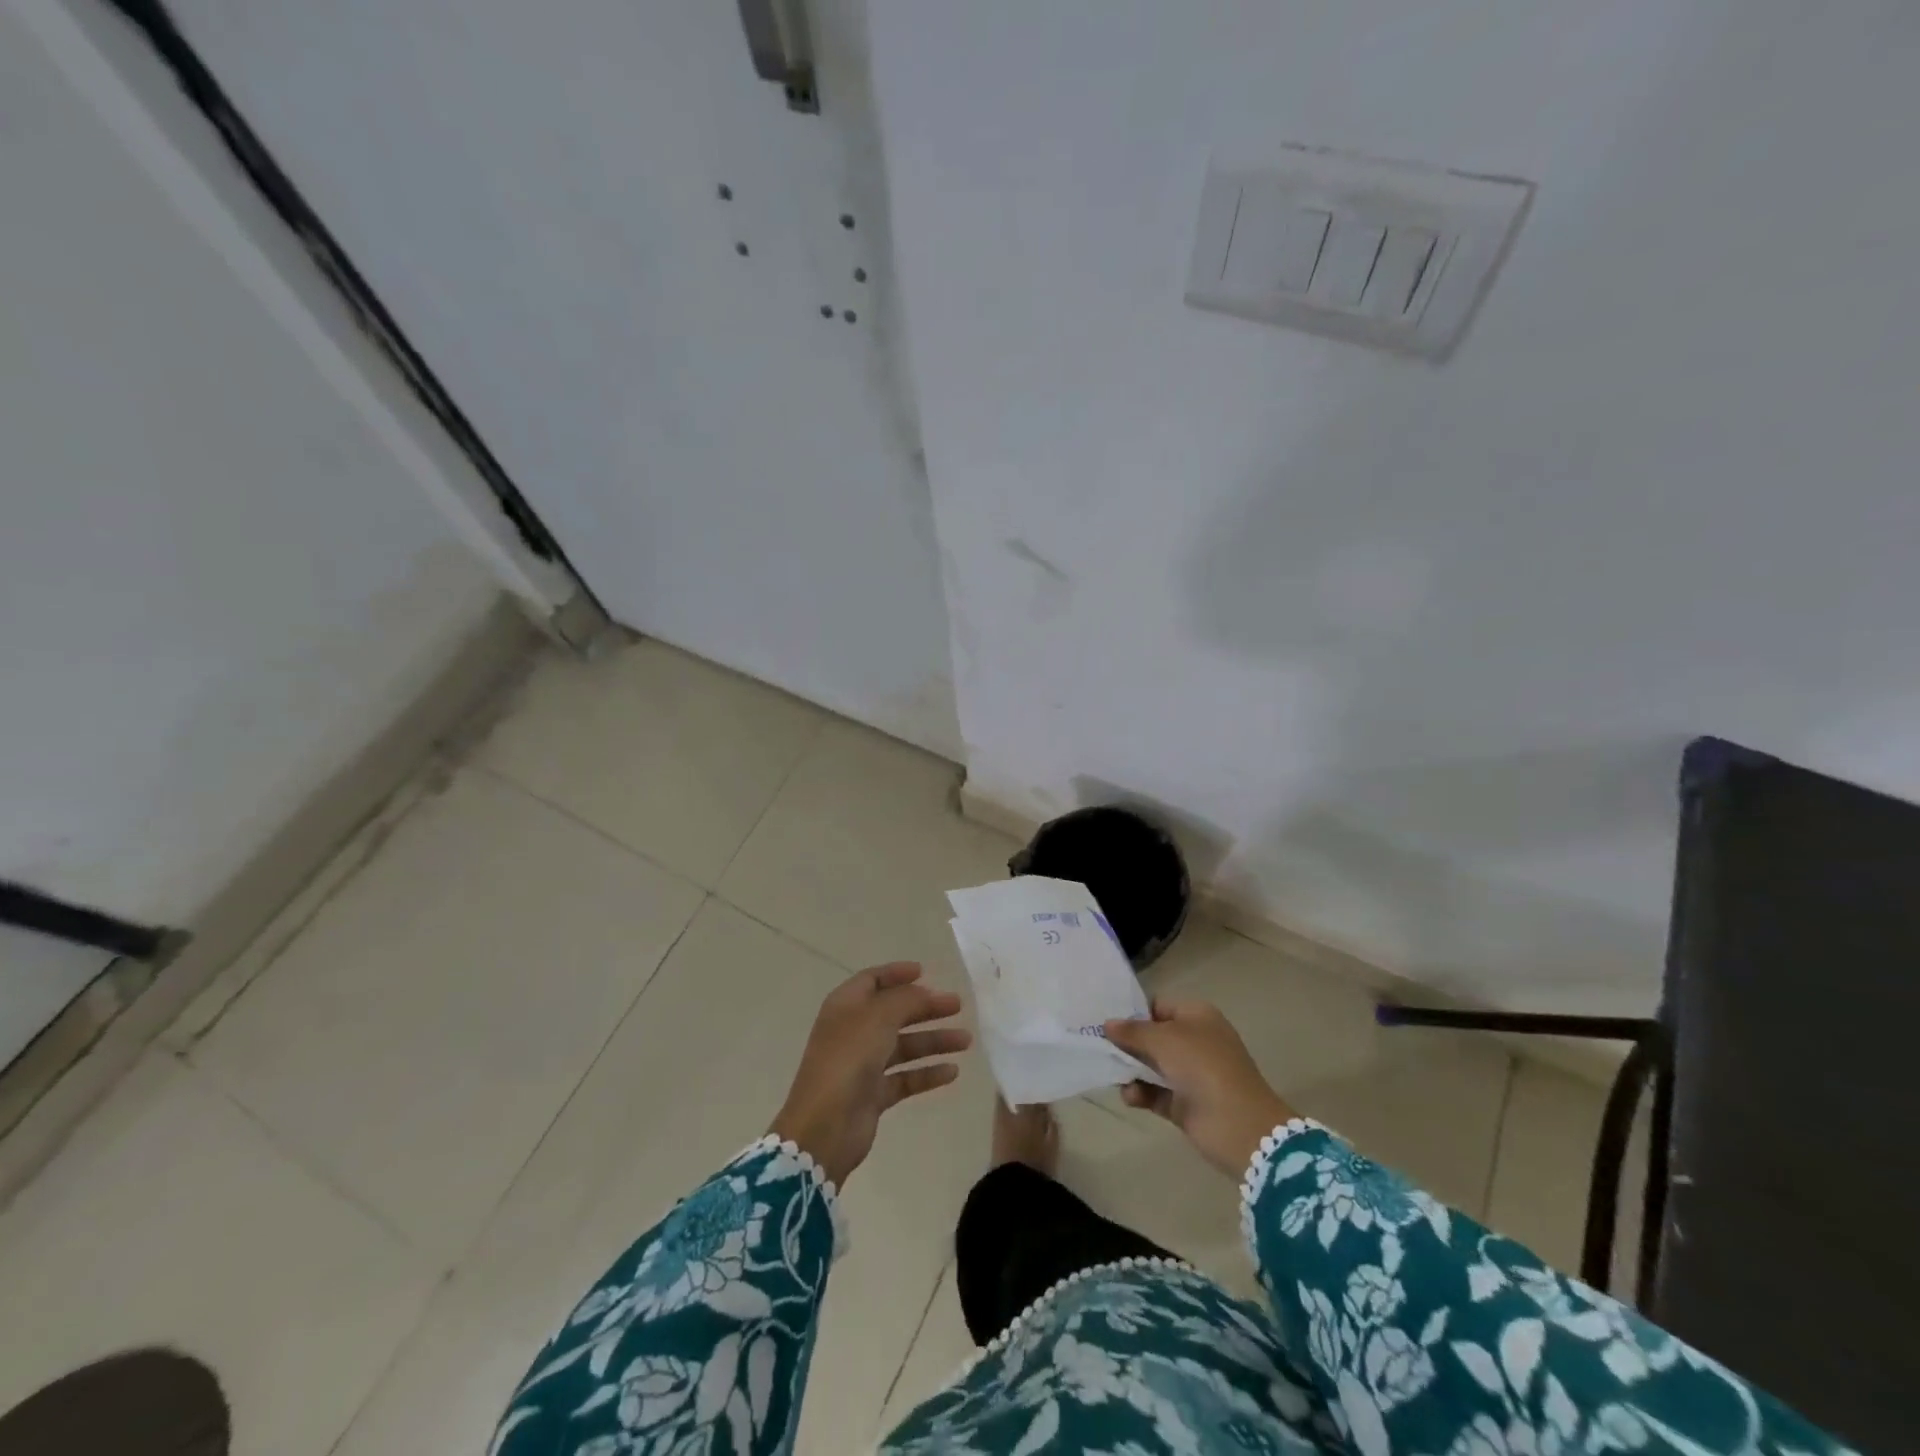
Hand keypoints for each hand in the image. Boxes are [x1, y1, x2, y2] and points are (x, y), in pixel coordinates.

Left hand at [770, 962, 971, 1186]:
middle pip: (894, 1012)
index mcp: (846, 1006)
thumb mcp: (879, 1017)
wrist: (824, 1126)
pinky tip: (952, 1072)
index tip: (925, 972)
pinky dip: (927, 1073)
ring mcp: (862, 1064)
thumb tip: (926, 993)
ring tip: (966, 1041)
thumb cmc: (848, 1059)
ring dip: (933, 1041)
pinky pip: (905, 1077)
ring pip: (904, 1046)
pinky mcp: (873, 1094)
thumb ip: (907, 1000)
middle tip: (957, 1006)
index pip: (872, 980)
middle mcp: (853, 1031)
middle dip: (925, 1008)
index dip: (897, 974)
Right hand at [1104, 1000, 1295, 1178]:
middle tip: (1098, 1047)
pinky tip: (1129, 1097)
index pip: (1158, 1006)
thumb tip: (1107, 1024)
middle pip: (1153, 1036)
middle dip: (1127, 1043)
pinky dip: (1140, 1093)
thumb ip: (1133, 1031)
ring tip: (1113, 1075)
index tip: (1106, 1022)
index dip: (1134, 1012)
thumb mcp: (1164, 1040)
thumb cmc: (1203, 1068)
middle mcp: (1194, 1041)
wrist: (1240, 1127)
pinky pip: (1155, 1092)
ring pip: (1151, 1066)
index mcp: (1197, 1016)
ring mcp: (1191, 1074)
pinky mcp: (1185, 1103)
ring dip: (1131, 1070)